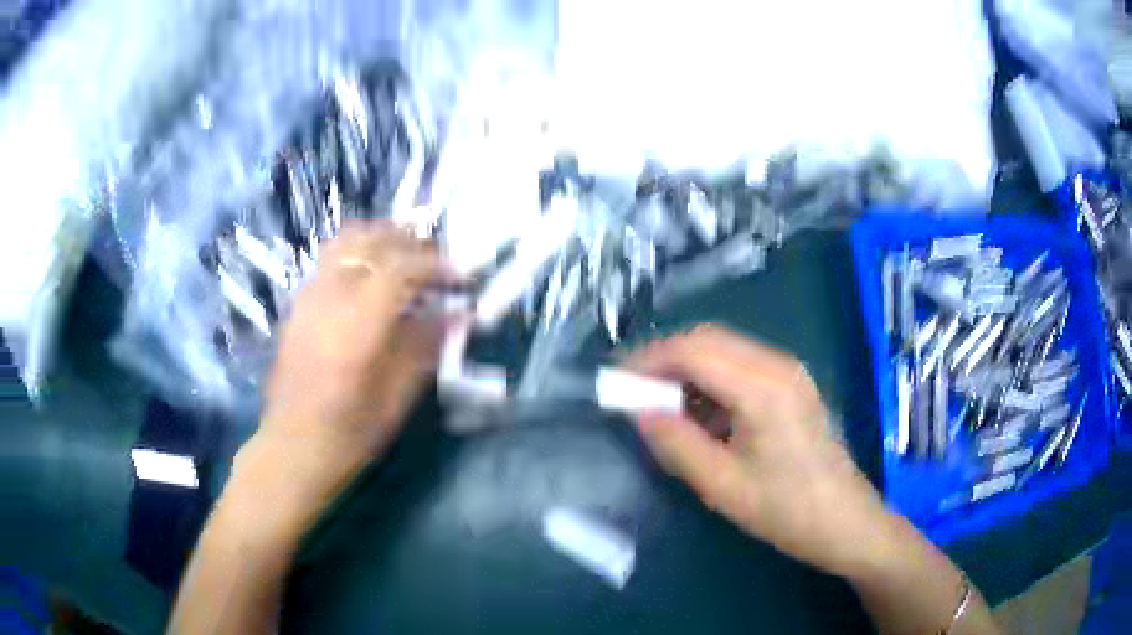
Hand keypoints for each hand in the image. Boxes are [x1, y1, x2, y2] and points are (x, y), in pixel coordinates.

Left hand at [234, 222, 447, 534]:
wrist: (291, 447)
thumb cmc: (348, 434)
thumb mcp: (396, 398)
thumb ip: (426, 347)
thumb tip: (460, 314)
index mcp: (356, 324)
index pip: (401, 267)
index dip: (436, 264)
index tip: (462, 277)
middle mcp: (329, 296)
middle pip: (372, 241)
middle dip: (412, 243)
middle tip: (438, 263)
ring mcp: (308, 295)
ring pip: (347, 241)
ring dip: (383, 239)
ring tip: (407, 257)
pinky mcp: (298, 303)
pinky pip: (331, 258)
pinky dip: (359, 252)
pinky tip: (373, 277)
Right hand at [626, 325, 895, 576]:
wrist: (843, 520)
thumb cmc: (785, 510)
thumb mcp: (722, 485)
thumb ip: (676, 443)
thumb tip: (638, 410)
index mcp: (763, 388)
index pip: (694, 351)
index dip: (649, 360)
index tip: (615, 382)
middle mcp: (778, 365)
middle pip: (708, 340)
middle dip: (664, 359)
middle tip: (631, 391)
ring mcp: (788, 371)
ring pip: (723, 349)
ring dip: (686, 368)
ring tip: (658, 403)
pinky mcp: (791, 384)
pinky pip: (740, 366)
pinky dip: (709, 379)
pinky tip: (697, 412)